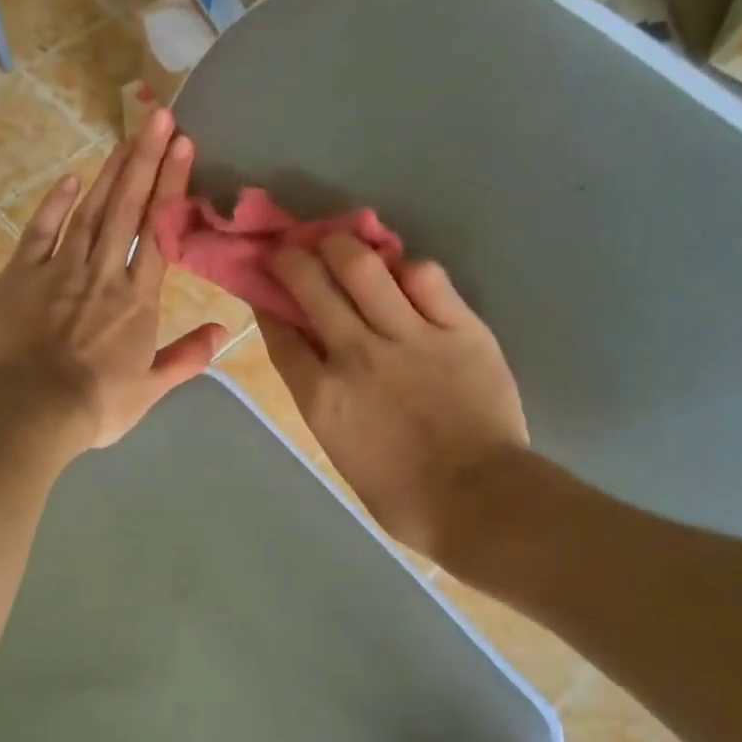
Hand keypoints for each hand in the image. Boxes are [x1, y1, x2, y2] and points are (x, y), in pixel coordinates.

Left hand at [0, 110, 226, 450]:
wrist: (33, 408)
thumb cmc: (97, 404)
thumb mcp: (150, 389)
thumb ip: (187, 357)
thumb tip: (224, 331)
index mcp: (138, 299)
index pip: (159, 232)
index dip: (172, 187)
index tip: (184, 146)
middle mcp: (104, 273)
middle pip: (127, 209)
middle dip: (145, 160)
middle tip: (158, 115)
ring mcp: (61, 269)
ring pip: (90, 212)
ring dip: (110, 172)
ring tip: (127, 136)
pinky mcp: (22, 274)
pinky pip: (42, 231)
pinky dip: (56, 204)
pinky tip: (71, 180)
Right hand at [261, 236, 526, 559]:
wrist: (477, 500)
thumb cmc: (402, 496)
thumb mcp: (340, 452)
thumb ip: (324, 401)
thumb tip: (316, 364)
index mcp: (321, 395)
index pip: (281, 333)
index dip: (266, 302)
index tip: (263, 289)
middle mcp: (356, 354)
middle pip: (311, 285)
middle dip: (291, 259)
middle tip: (288, 250)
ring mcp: (409, 336)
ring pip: (363, 267)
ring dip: (340, 245)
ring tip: (337, 241)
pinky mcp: (459, 329)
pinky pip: (427, 278)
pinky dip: (407, 269)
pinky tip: (403, 272)